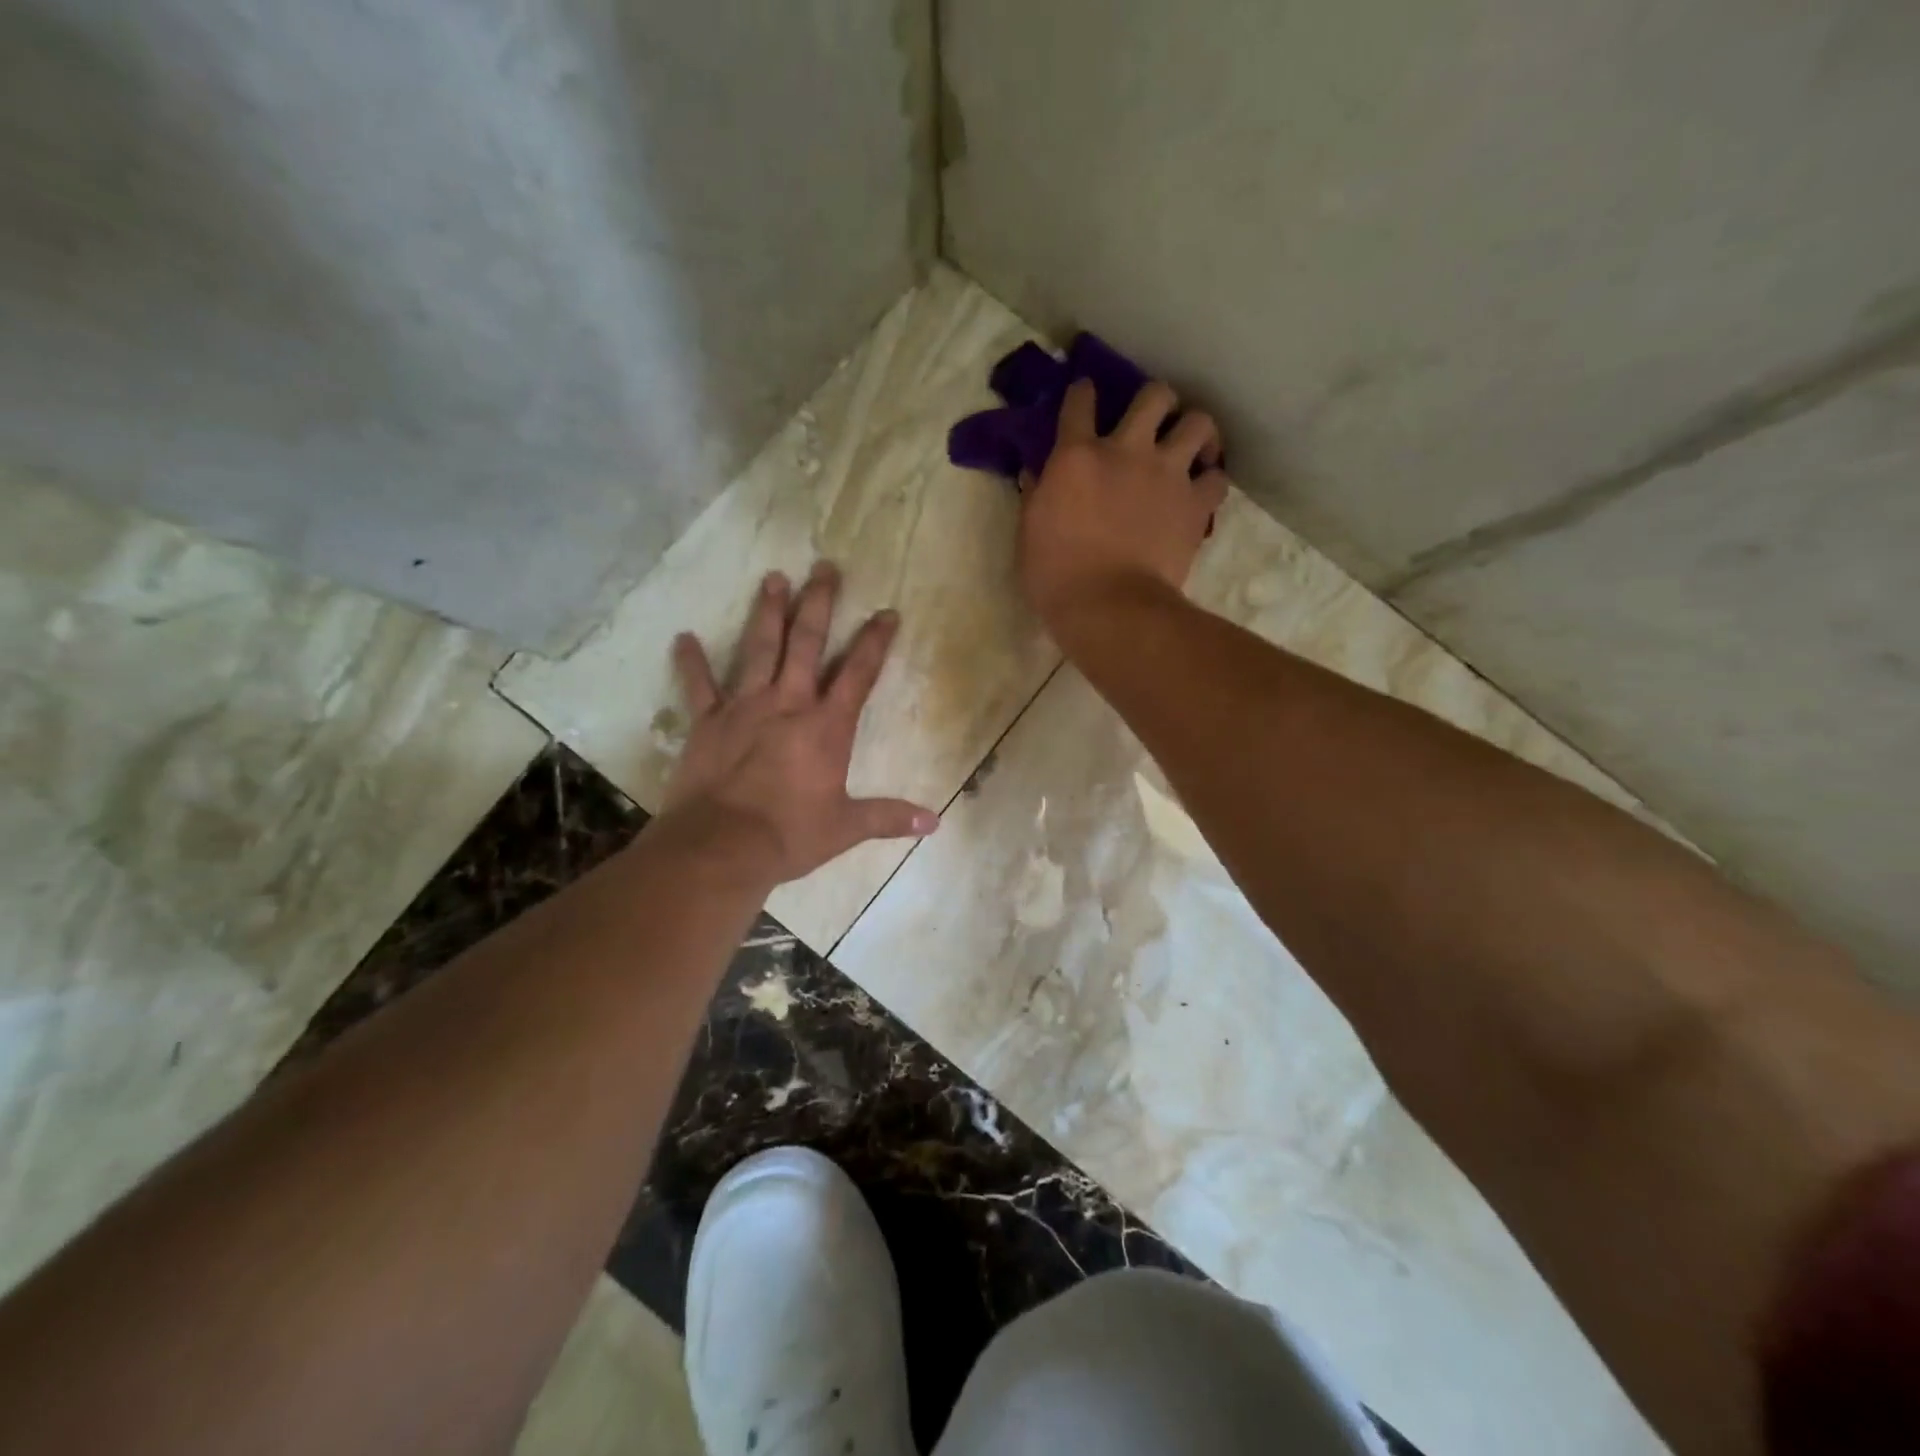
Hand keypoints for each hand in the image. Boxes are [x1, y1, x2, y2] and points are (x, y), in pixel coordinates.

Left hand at [659, 562, 938, 885]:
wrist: (722, 846)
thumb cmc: (789, 834)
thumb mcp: (846, 827)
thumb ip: (889, 817)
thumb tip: (935, 822)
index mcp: (826, 727)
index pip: (858, 674)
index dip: (875, 642)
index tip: (887, 612)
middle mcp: (788, 704)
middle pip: (806, 644)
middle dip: (819, 604)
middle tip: (825, 567)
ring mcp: (744, 708)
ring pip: (758, 649)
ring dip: (767, 612)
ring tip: (774, 577)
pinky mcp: (708, 722)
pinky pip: (699, 686)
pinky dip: (691, 662)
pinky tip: (683, 637)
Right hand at [1018, 378, 1228, 635]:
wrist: (1108, 607)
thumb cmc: (1056, 575)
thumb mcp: (1029, 532)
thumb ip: (1036, 494)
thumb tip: (1036, 473)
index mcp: (1077, 456)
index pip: (1080, 402)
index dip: (1083, 393)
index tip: (1085, 395)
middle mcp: (1127, 450)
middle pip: (1154, 395)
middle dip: (1154, 401)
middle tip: (1152, 422)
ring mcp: (1167, 474)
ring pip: (1198, 423)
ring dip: (1194, 431)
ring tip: (1191, 447)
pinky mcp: (1195, 504)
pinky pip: (1218, 478)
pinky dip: (1211, 480)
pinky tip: (1202, 490)